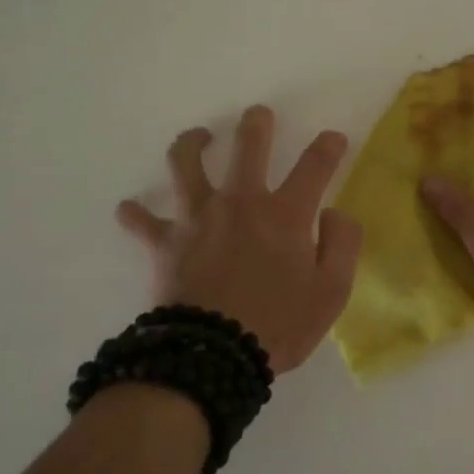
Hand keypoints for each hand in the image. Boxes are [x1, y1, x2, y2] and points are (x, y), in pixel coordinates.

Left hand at [117, 106, 362, 373]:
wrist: (213, 357)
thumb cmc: (279, 325)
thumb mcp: (332, 291)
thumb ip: (342, 244)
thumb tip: (334, 213)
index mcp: (286, 214)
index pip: (314, 166)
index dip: (328, 148)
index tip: (334, 139)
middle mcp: (241, 203)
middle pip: (248, 147)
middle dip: (256, 124)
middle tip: (259, 115)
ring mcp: (198, 218)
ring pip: (186, 164)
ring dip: (192, 144)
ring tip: (199, 137)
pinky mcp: (165, 243)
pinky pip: (143, 221)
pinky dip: (136, 214)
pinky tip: (130, 209)